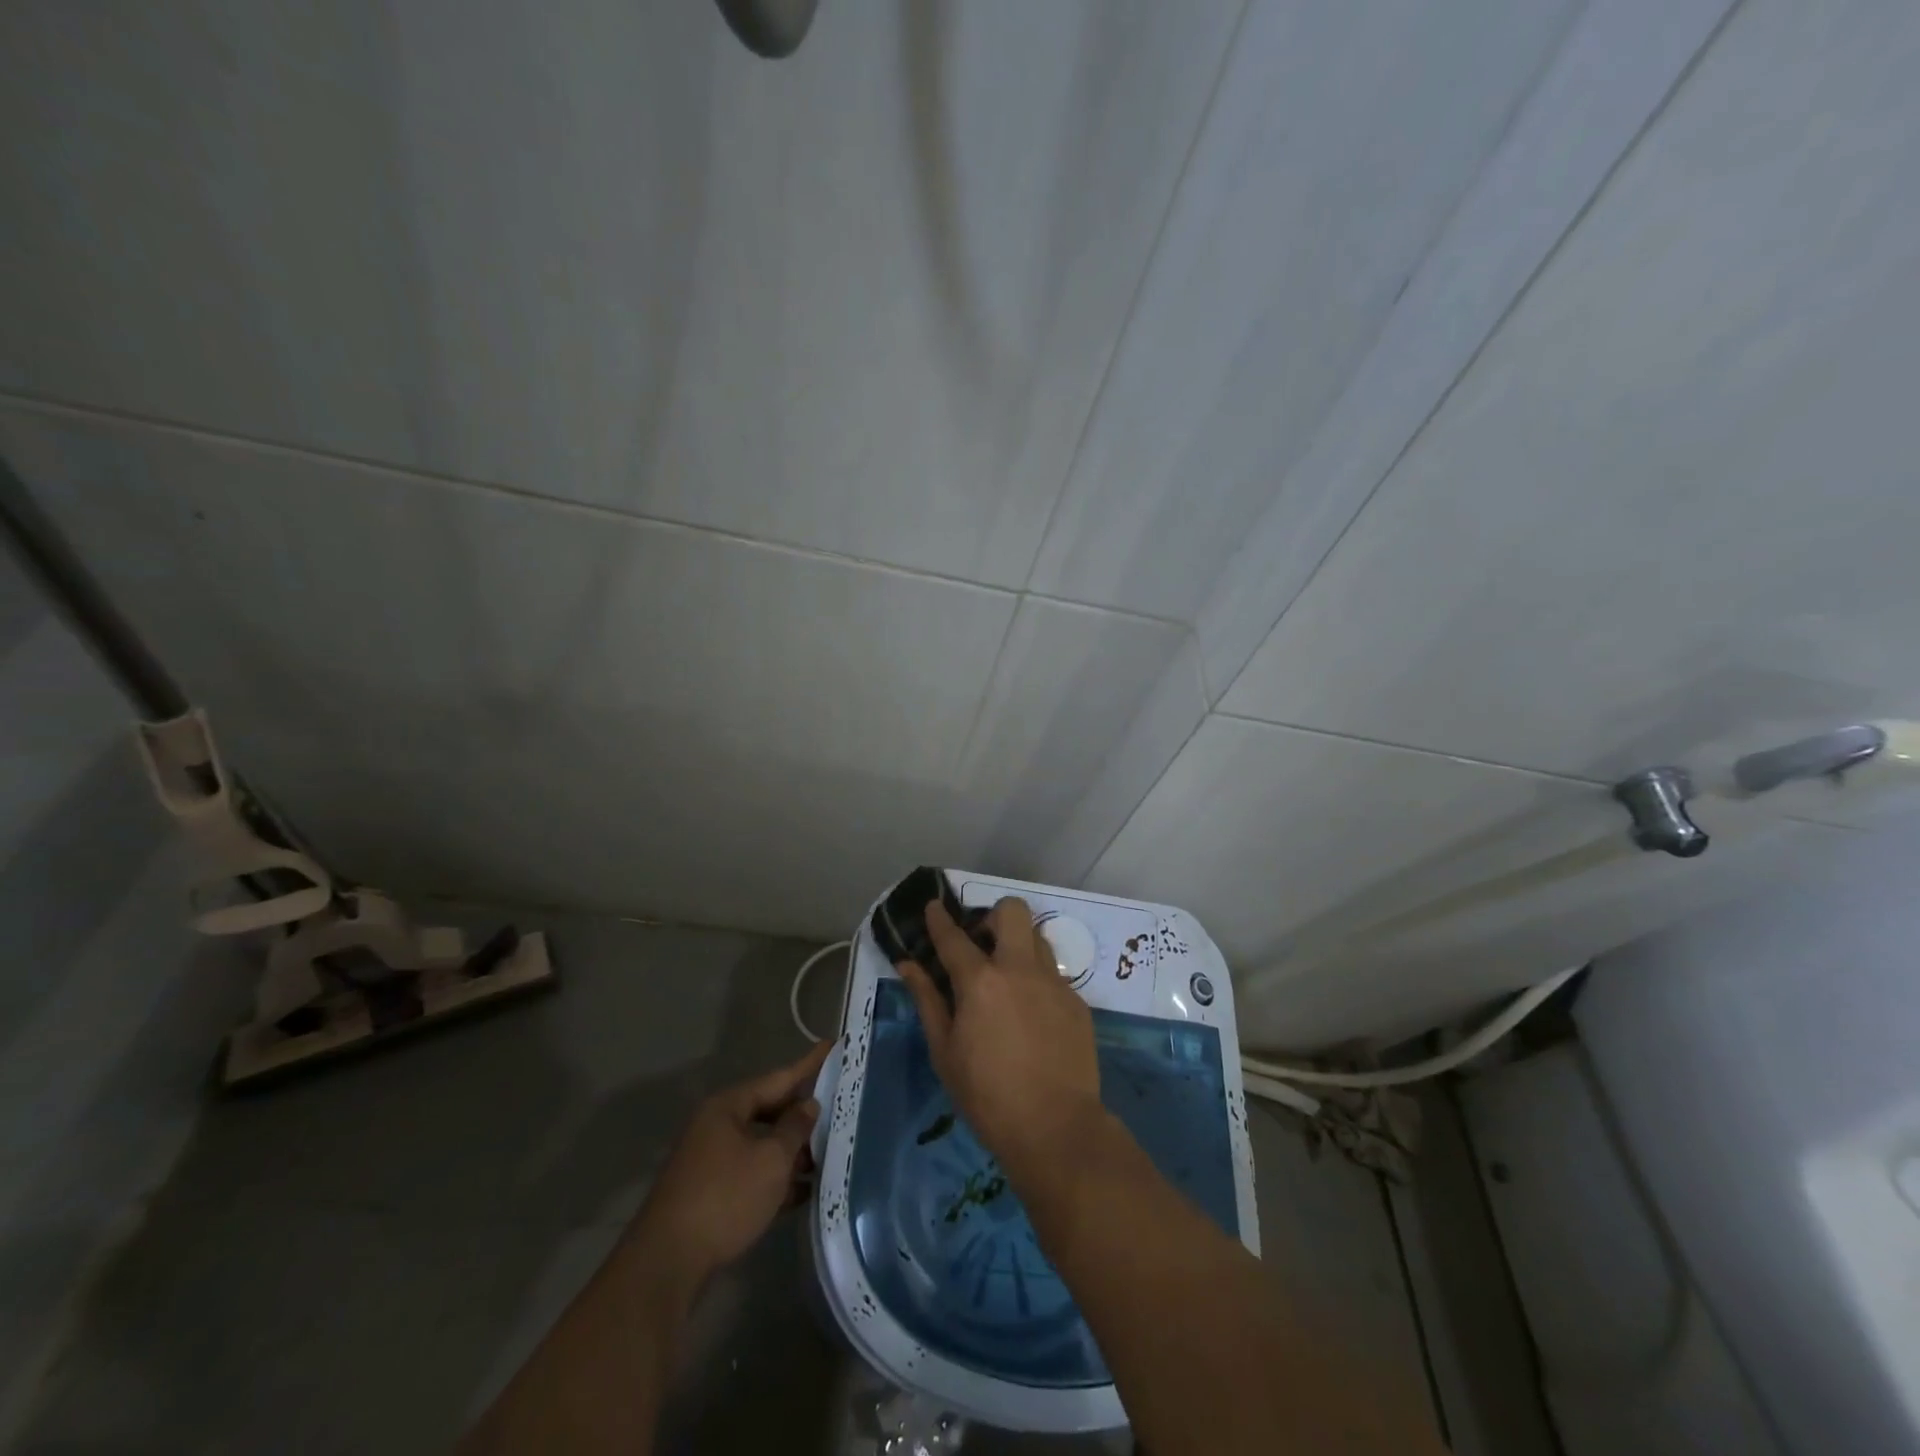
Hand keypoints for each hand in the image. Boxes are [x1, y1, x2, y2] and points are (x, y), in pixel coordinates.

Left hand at [632, 1039, 831, 1285]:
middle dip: (803, 1115)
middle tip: (839, 1108)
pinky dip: (776, 1178)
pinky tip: (804, 1191)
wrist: (667, 1264)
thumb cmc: (725, 1197)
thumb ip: (795, 1129)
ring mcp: (711, 1160)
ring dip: (792, 1151)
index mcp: (728, 1106)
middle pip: (769, 1110)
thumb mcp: (771, 1160)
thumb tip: (808, 1105)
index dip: (809, 1064)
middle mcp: (717, 1126)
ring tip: (829, 1155)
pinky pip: (752, 1173)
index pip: (779, 1078)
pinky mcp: (711, 1193)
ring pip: (761, 1144)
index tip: (834, 1046)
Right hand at [897, 898, 1102, 1182]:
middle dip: (992, 917)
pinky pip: (1054, 972)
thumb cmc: (987, 1095)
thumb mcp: (945, 1051)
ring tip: (1007, 977)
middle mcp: (1020, 969)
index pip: (953, 936)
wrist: (1056, 1128)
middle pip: (1012, 911)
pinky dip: (1036, 979)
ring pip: (1037, 936)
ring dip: (1018, 944)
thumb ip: (927, 1000)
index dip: (939, 918)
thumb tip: (907, 965)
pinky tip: (1030, 1014)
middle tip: (981, 945)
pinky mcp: (1076, 1001)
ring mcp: (1053, 982)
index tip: (933, 906)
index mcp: (981, 981)